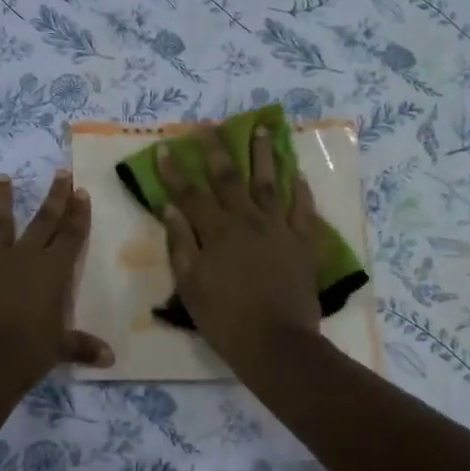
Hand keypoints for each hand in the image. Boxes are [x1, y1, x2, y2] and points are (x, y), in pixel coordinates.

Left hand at [0, 171, 114, 392]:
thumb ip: (81, 346)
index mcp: (52, 272)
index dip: (78, 214)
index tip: (81, 190)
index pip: (70, 236)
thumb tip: (109, 359)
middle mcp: (24, 258)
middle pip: (42, 221)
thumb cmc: (26, 354)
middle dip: (54, 196)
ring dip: (3, 201)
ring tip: (3, 178)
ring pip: (0, 224)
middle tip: (60, 172)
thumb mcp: (58, 349)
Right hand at [160, 126, 324, 374]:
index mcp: (217, 232)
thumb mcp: (191, 285)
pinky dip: (300, 191)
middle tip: (210, 126)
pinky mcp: (303, 244)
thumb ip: (181, 244)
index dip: (175, 171)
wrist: (277, 344)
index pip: (191, 194)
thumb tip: (171, 209)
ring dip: (264, 155)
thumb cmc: (225, 319)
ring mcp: (279, 230)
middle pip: (230, 179)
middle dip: (218, 151)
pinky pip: (303, 211)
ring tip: (263, 130)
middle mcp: (247, 221)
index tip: (166, 148)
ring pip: (270, 184)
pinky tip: (296, 174)